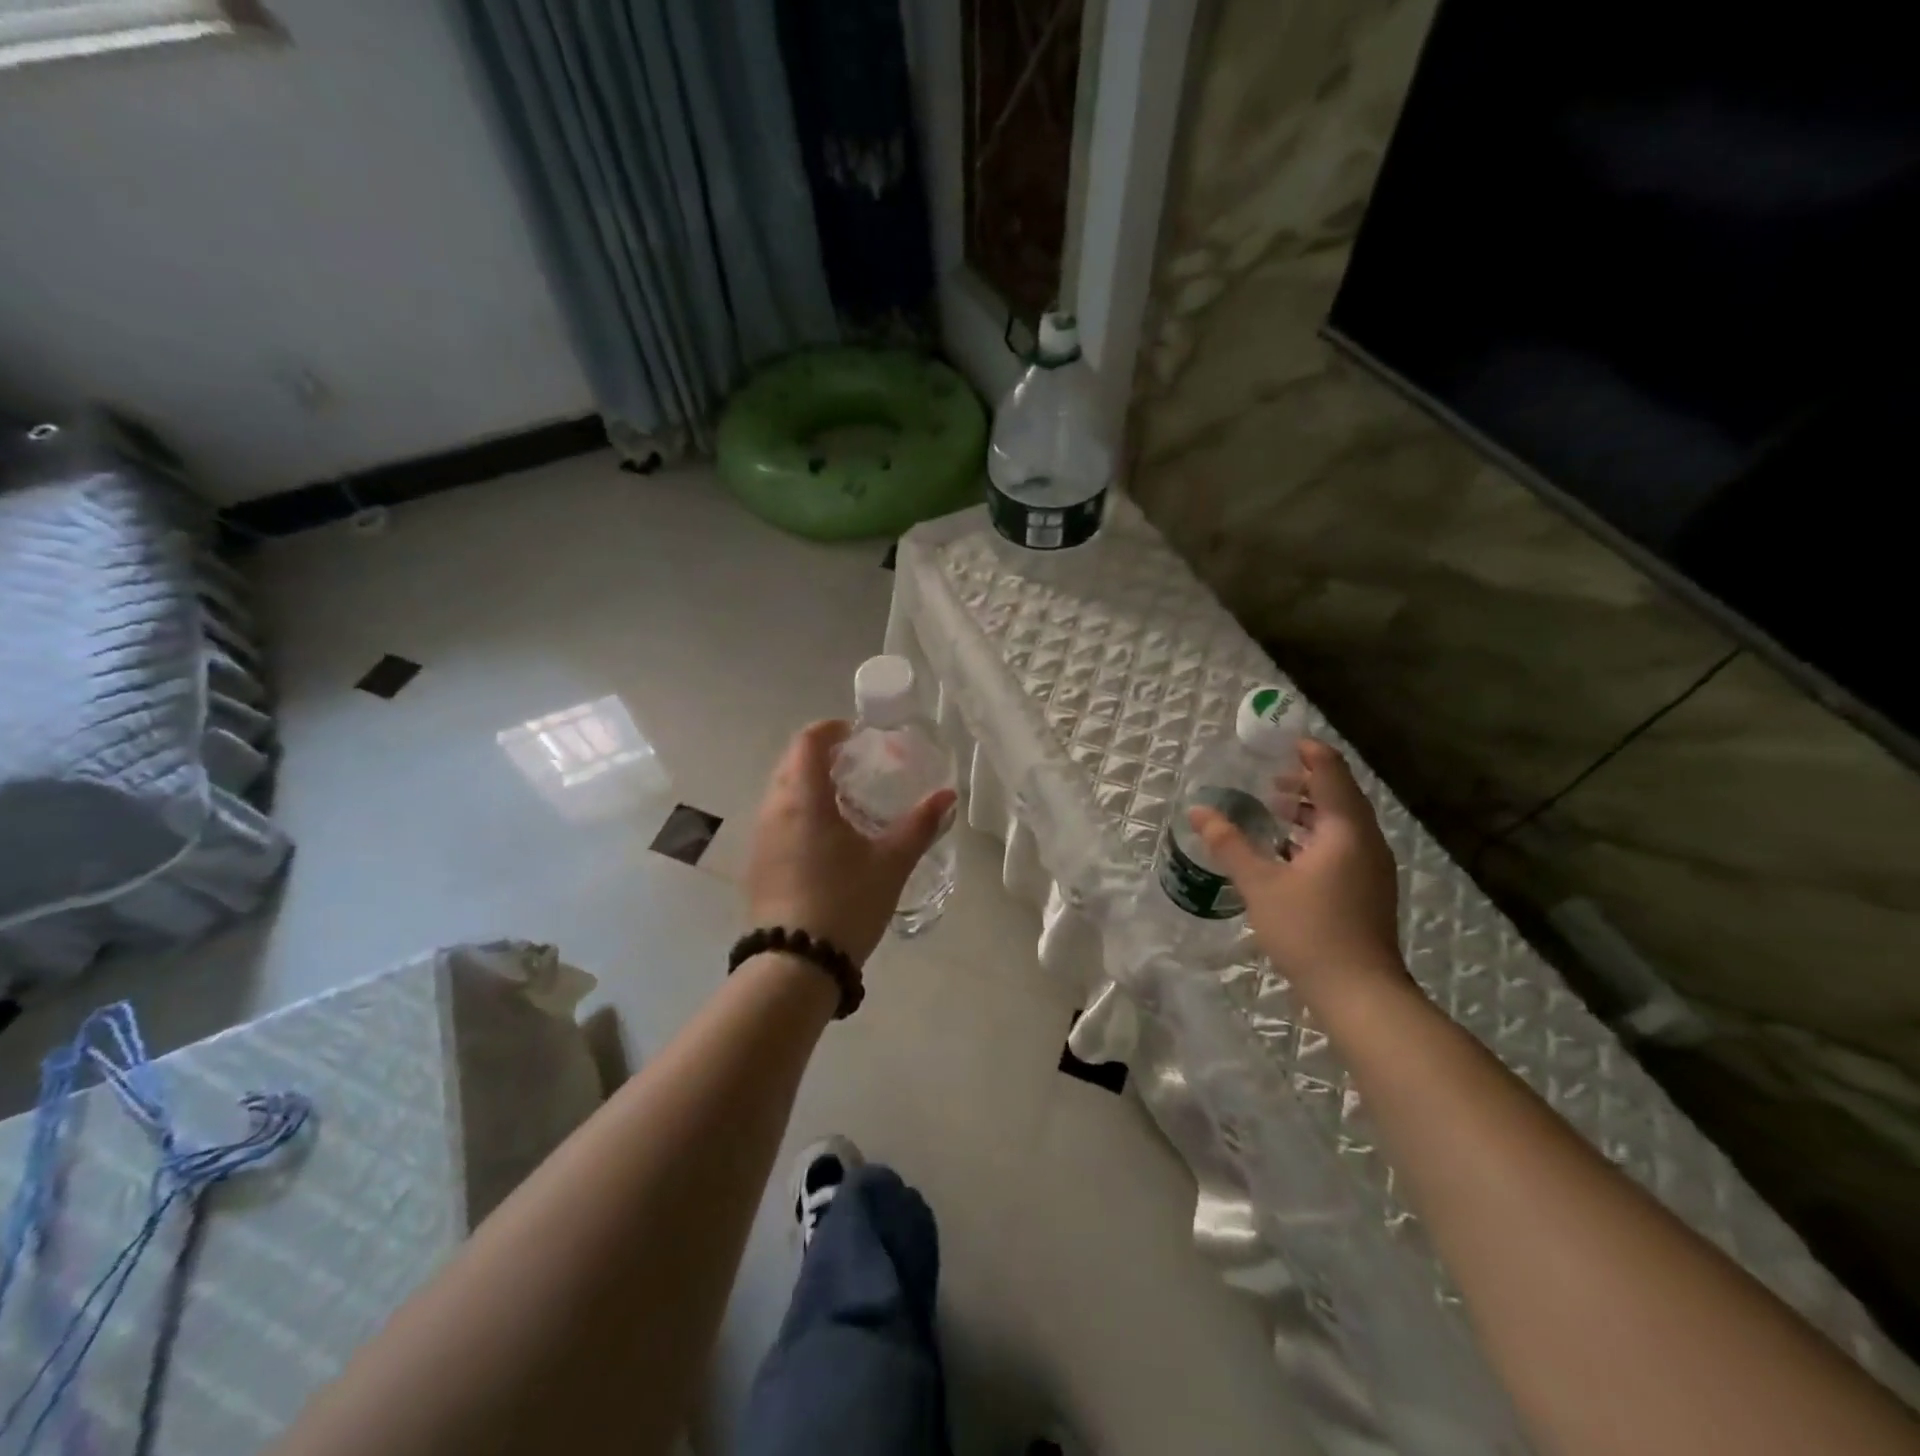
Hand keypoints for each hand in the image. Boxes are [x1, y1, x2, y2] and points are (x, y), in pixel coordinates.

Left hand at [746, 720, 956, 966]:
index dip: (831, 729)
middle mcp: (773, 809)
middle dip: (821, 755)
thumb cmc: (845, 902)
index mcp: (804, 799)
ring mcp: (760, 838)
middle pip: (791, 763)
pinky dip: (799, 811)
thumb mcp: (891, 863)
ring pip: (781, 792)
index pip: (808, 742)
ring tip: (846, 801)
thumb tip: (947, 796)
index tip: (857, 733)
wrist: (795, 965)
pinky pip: (777, 819)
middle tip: (857, 765)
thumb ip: (920, 824)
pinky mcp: (757, 863)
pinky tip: (826, 838)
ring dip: (809, 785)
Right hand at [1190, 739, 1406, 1006]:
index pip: (1331, 773)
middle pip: (1340, 794)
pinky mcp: (1368, 889)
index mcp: (1345, 830)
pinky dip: (1317, 834)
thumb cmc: (1309, 930)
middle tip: (1269, 776)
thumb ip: (1229, 843)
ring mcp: (1372, 867)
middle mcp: (1366, 841)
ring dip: (1311, 809)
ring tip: (1274, 807)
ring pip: (1343, 822)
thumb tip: (1197, 811)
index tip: (1281, 742)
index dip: (1309, 752)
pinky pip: (1344, 844)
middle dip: (1306, 780)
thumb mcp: (1259, 884)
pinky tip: (1289, 850)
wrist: (1360, 992)